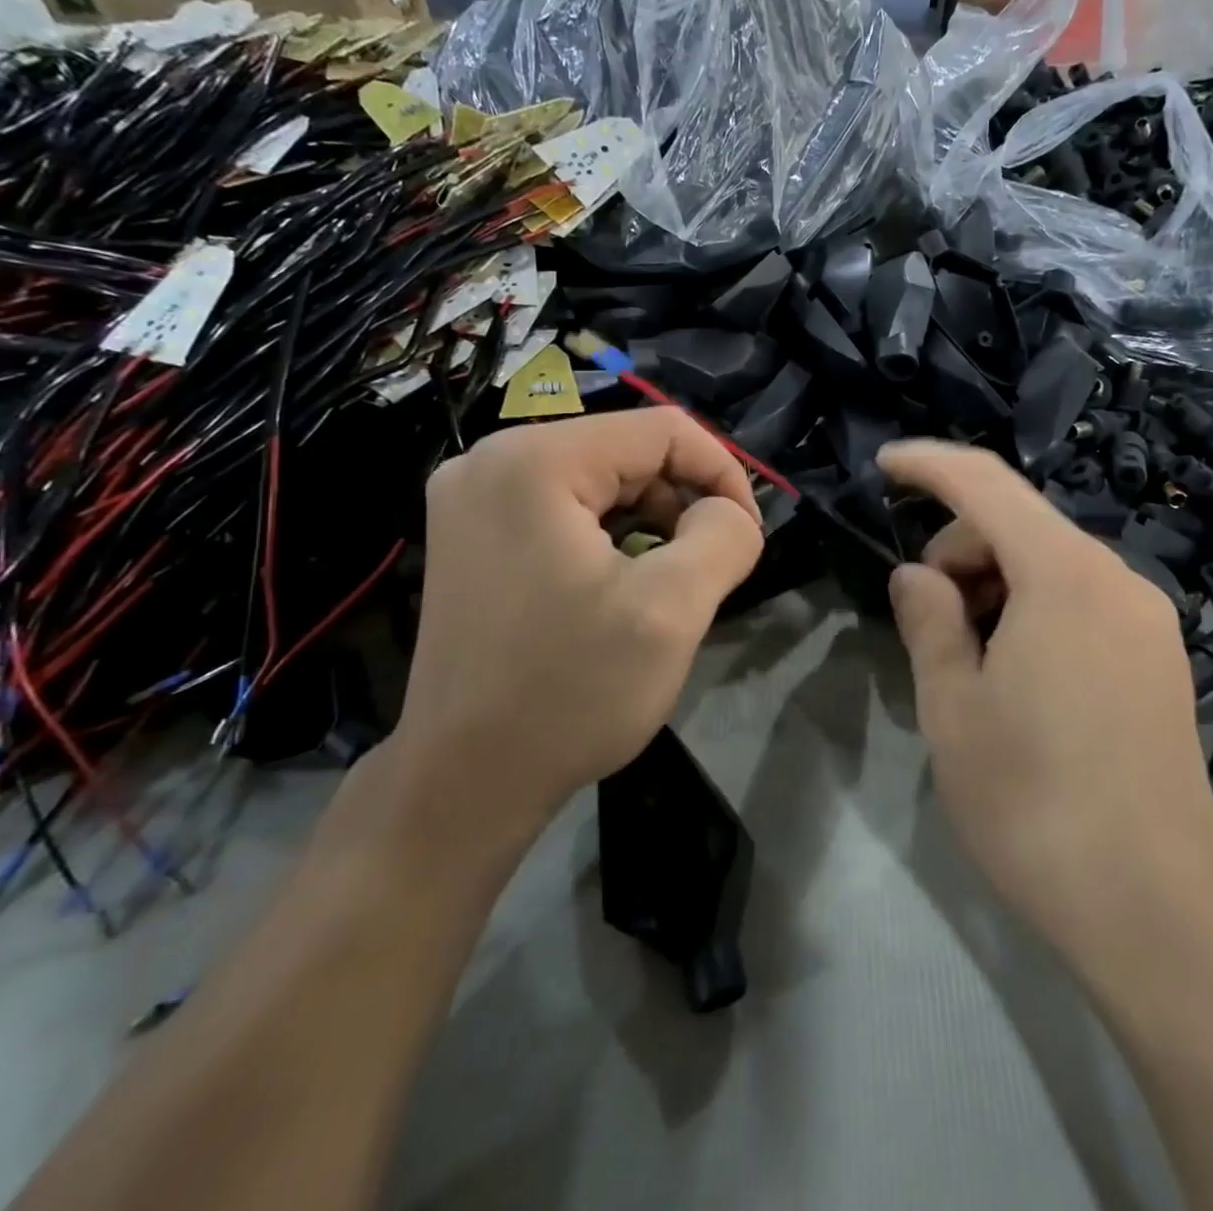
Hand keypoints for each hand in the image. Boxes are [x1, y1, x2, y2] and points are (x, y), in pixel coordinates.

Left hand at [386, 410, 763, 878]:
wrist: (464, 782)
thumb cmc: (569, 692)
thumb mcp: (672, 609)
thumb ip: (725, 537)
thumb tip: (730, 512)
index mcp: (534, 461)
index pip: (663, 430)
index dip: (723, 473)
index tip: (748, 535)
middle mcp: (491, 460)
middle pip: (627, 452)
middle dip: (683, 503)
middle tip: (707, 570)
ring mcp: (473, 498)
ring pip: (600, 481)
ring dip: (650, 524)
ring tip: (664, 586)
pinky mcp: (471, 535)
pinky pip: (565, 509)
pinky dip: (610, 538)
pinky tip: (618, 589)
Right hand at [878, 440, 1212, 965]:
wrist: (1155, 909)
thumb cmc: (1033, 801)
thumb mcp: (953, 707)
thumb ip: (928, 621)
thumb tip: (916, 576)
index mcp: (1065, 576)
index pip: (986, 485)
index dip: (929, 465)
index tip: (883, 464)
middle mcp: (1117, 580)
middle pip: (1019, 526)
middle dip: (959, 552)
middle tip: (929, 626)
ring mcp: (1148, 620)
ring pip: (1050, 565)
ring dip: (995, 587)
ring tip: (970, 663)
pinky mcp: (1160, 659)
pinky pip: (1081, 601)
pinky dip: (1033, 610)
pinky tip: (1017, 676)